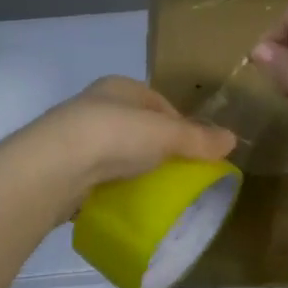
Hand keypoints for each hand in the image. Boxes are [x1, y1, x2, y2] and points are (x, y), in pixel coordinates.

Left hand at [15, 77, 236, 203]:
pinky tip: (122, 200)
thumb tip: (233, 139)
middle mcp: (95, 105)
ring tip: (152, 189)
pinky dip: (111, 185)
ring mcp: (75, 136)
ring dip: (132, 167)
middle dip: (156, 147)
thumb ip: (198, 138)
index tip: (195, 150)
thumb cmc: (114, 136)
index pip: (158, 102)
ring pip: (115, 150)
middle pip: (137, 126)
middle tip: (177, 173)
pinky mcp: (62, 166)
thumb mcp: (166, 134)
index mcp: (119, 87)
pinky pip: (96, 174)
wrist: (54, 167)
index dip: (180, 124)